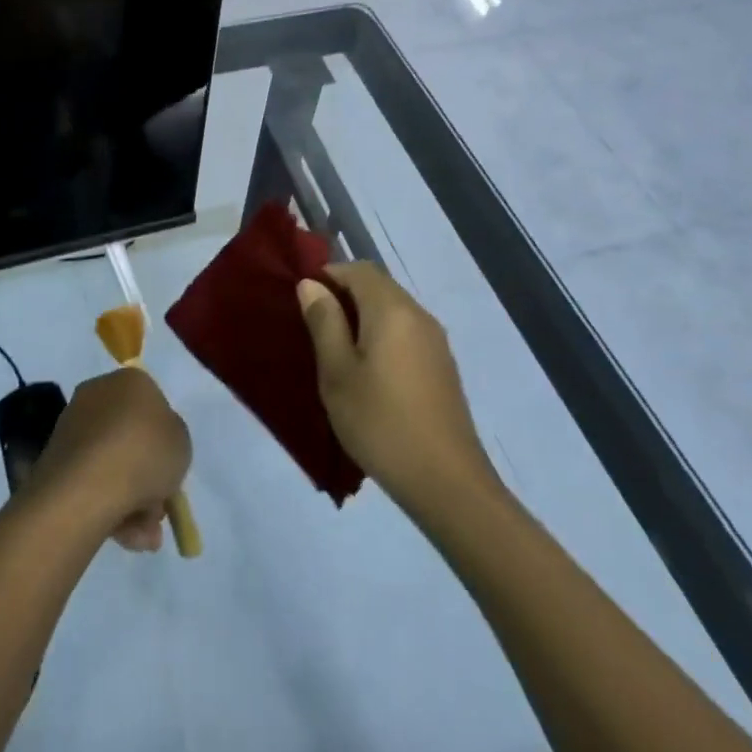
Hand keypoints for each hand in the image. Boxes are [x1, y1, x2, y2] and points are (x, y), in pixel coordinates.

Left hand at [27, 368, 191, 552]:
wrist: (88, 485)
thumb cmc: (144, 453)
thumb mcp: (182, 443)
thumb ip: (173, 440)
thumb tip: (154, 447)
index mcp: (130, 380)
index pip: (153, 404)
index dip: (165, 439)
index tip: (171, 469)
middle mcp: (98, 395)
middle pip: (131, 438)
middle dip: (147, 477)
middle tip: (158, 511)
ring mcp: (73, 427)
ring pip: (112, 465)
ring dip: (132, 500)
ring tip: (144, 536)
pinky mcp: (56, 459)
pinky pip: (91, 482)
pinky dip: (108, 507)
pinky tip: (124, 537)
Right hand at [298, 263, 491, 510]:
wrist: (447, 482)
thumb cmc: (381, 423)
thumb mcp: (337, 373)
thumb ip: (324, 322)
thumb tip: (311, 284)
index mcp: (391, 309)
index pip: (358, 269)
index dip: (328, 275)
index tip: (304, 301)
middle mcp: (418, 314)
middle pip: (378, 285)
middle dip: (345, 295)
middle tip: (315, 327)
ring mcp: (435, 341)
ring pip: (393, 309)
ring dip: (364, 317)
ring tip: (337, 352)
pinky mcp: (442, 366)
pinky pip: (406, 332)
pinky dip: (383, 336)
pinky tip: (369, 373)